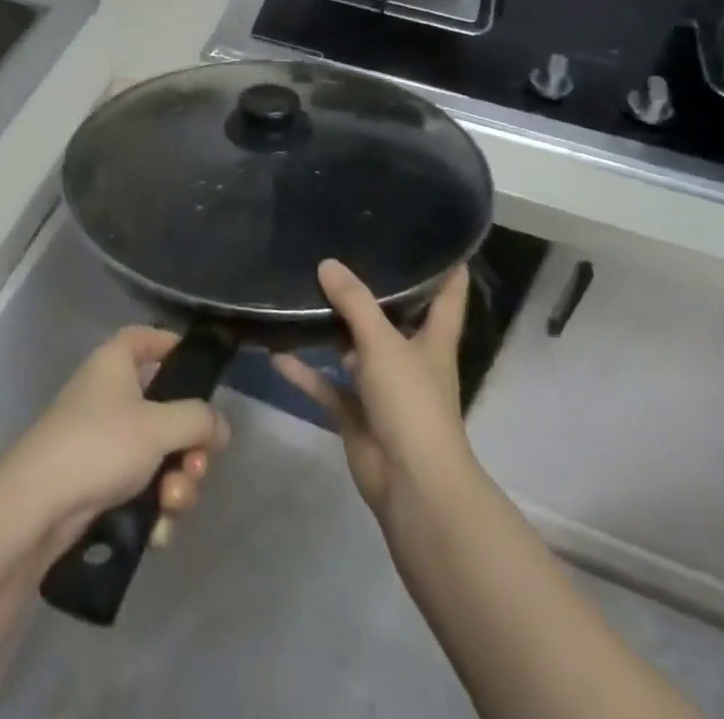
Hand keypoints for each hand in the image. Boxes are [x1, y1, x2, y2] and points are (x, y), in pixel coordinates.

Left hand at [1, 327, 230, 553]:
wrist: (37, 508)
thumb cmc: (98, 445)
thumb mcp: (157, 426)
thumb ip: (198, 420)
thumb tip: (220, 426)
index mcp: (115, 363)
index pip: (146, 337)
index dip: (173, 346)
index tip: (201, 372)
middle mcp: (109, 394)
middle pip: (165, 407)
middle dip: (189, 445)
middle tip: (197, 467)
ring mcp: (103, 440)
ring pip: (158, 454)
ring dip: (176, 482)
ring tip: (172, 504)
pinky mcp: (99, 481)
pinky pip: (141, 486)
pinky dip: (153, 507)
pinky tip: (157, 531)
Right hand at [274, 261, 473, 519]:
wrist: (411, 485)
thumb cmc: (412, 403)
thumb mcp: (383, 343)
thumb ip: (354, 302)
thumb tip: (327, 263)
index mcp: (433, 340)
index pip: (448, 296)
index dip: (448, 267)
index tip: (438, 238)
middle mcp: (410, 359)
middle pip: (393, 318)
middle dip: (372, 292)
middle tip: (343, 252)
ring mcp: (383, 388)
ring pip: (354, 350)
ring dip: (332, 330)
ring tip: (302, 293)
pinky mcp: (357, 414)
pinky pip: (327, 386)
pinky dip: (304, 372)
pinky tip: (275, 353)